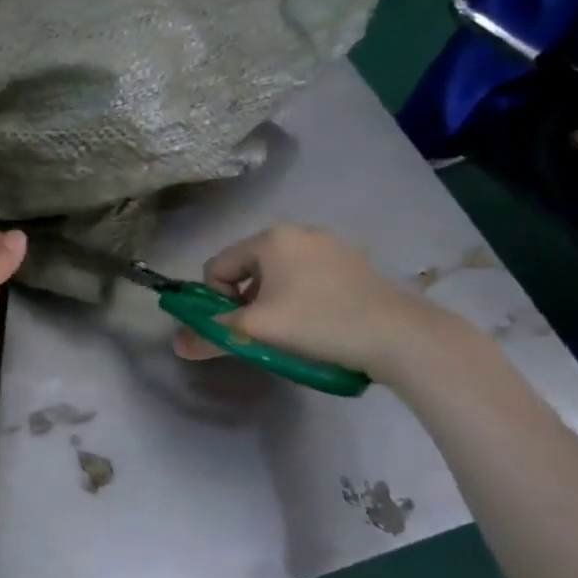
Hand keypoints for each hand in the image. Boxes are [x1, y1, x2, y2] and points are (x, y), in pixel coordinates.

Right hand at [172, 224, 454, 385]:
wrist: (401, 336)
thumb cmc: (319, 323)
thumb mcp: (256, 331)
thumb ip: (211, 335)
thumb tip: (177, 345)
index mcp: (270, 238)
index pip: (216, 268)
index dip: (217, 302)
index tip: (240, 327)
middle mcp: (298, 232)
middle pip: (247, 270)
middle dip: (246, 302)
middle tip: (267, 332)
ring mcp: (330, 245)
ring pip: (278, 276)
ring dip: (273, 302)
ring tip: (295, 332)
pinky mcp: (354, 263)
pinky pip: (308, 278)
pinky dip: (302, 299)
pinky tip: (322, 323)